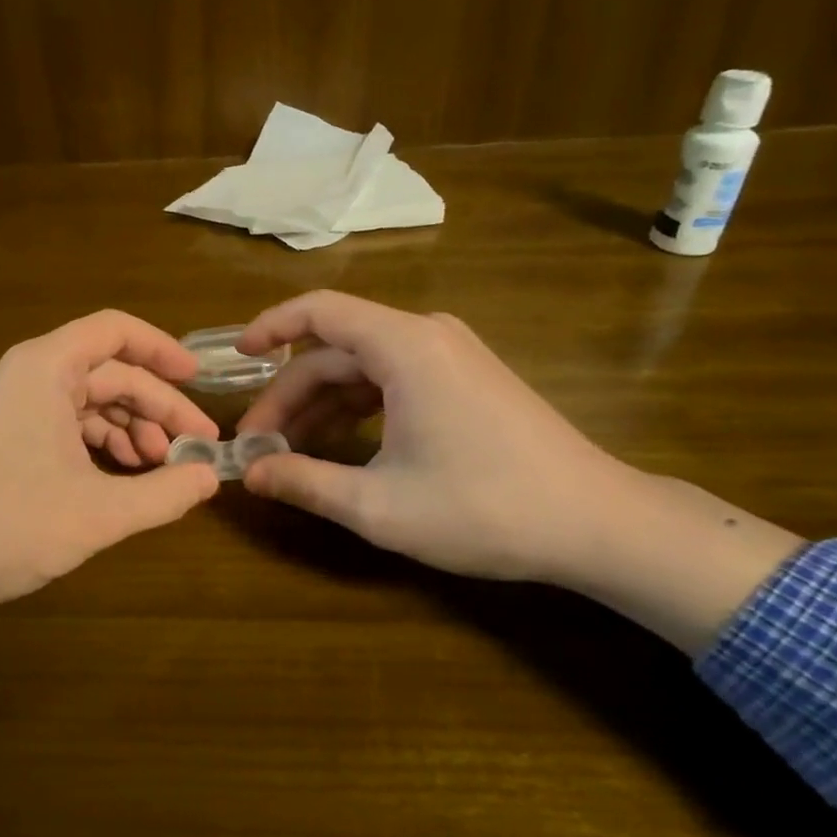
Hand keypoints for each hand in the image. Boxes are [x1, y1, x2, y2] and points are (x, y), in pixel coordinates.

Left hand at [0, 310, 220, 668]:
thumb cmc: (11, 524)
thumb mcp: (100, 512)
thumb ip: (164, 492)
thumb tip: (211, 476)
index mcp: (48, 367)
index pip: (116, 330)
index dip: (163, 349)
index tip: (199, 381)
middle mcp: (32, 373)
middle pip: (111, 371)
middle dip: (156, 406)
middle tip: (196, 446)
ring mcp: (18, 404)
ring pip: (92, 400)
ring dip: (132, 429)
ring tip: (162, 468)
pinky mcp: (12, 433)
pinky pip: (70, 423)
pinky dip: (103, 444)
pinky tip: (125, 476)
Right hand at [236, 292, 803, 651]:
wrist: (599, 524)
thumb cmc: (485, 509)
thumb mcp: (379, 506)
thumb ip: (304, 483)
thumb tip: (248, 474)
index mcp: (404, 347)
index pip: (319, 311)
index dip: (270, 326)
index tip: (236, 357)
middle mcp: (426, 335)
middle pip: (335, 351)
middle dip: (289, 395)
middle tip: (258, 445)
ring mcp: (450, 355)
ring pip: (362, 367)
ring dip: (321, 405)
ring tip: (290, 453)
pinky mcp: (465, 378)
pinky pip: (392, 379)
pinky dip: (356, 408)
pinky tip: (339, 448)